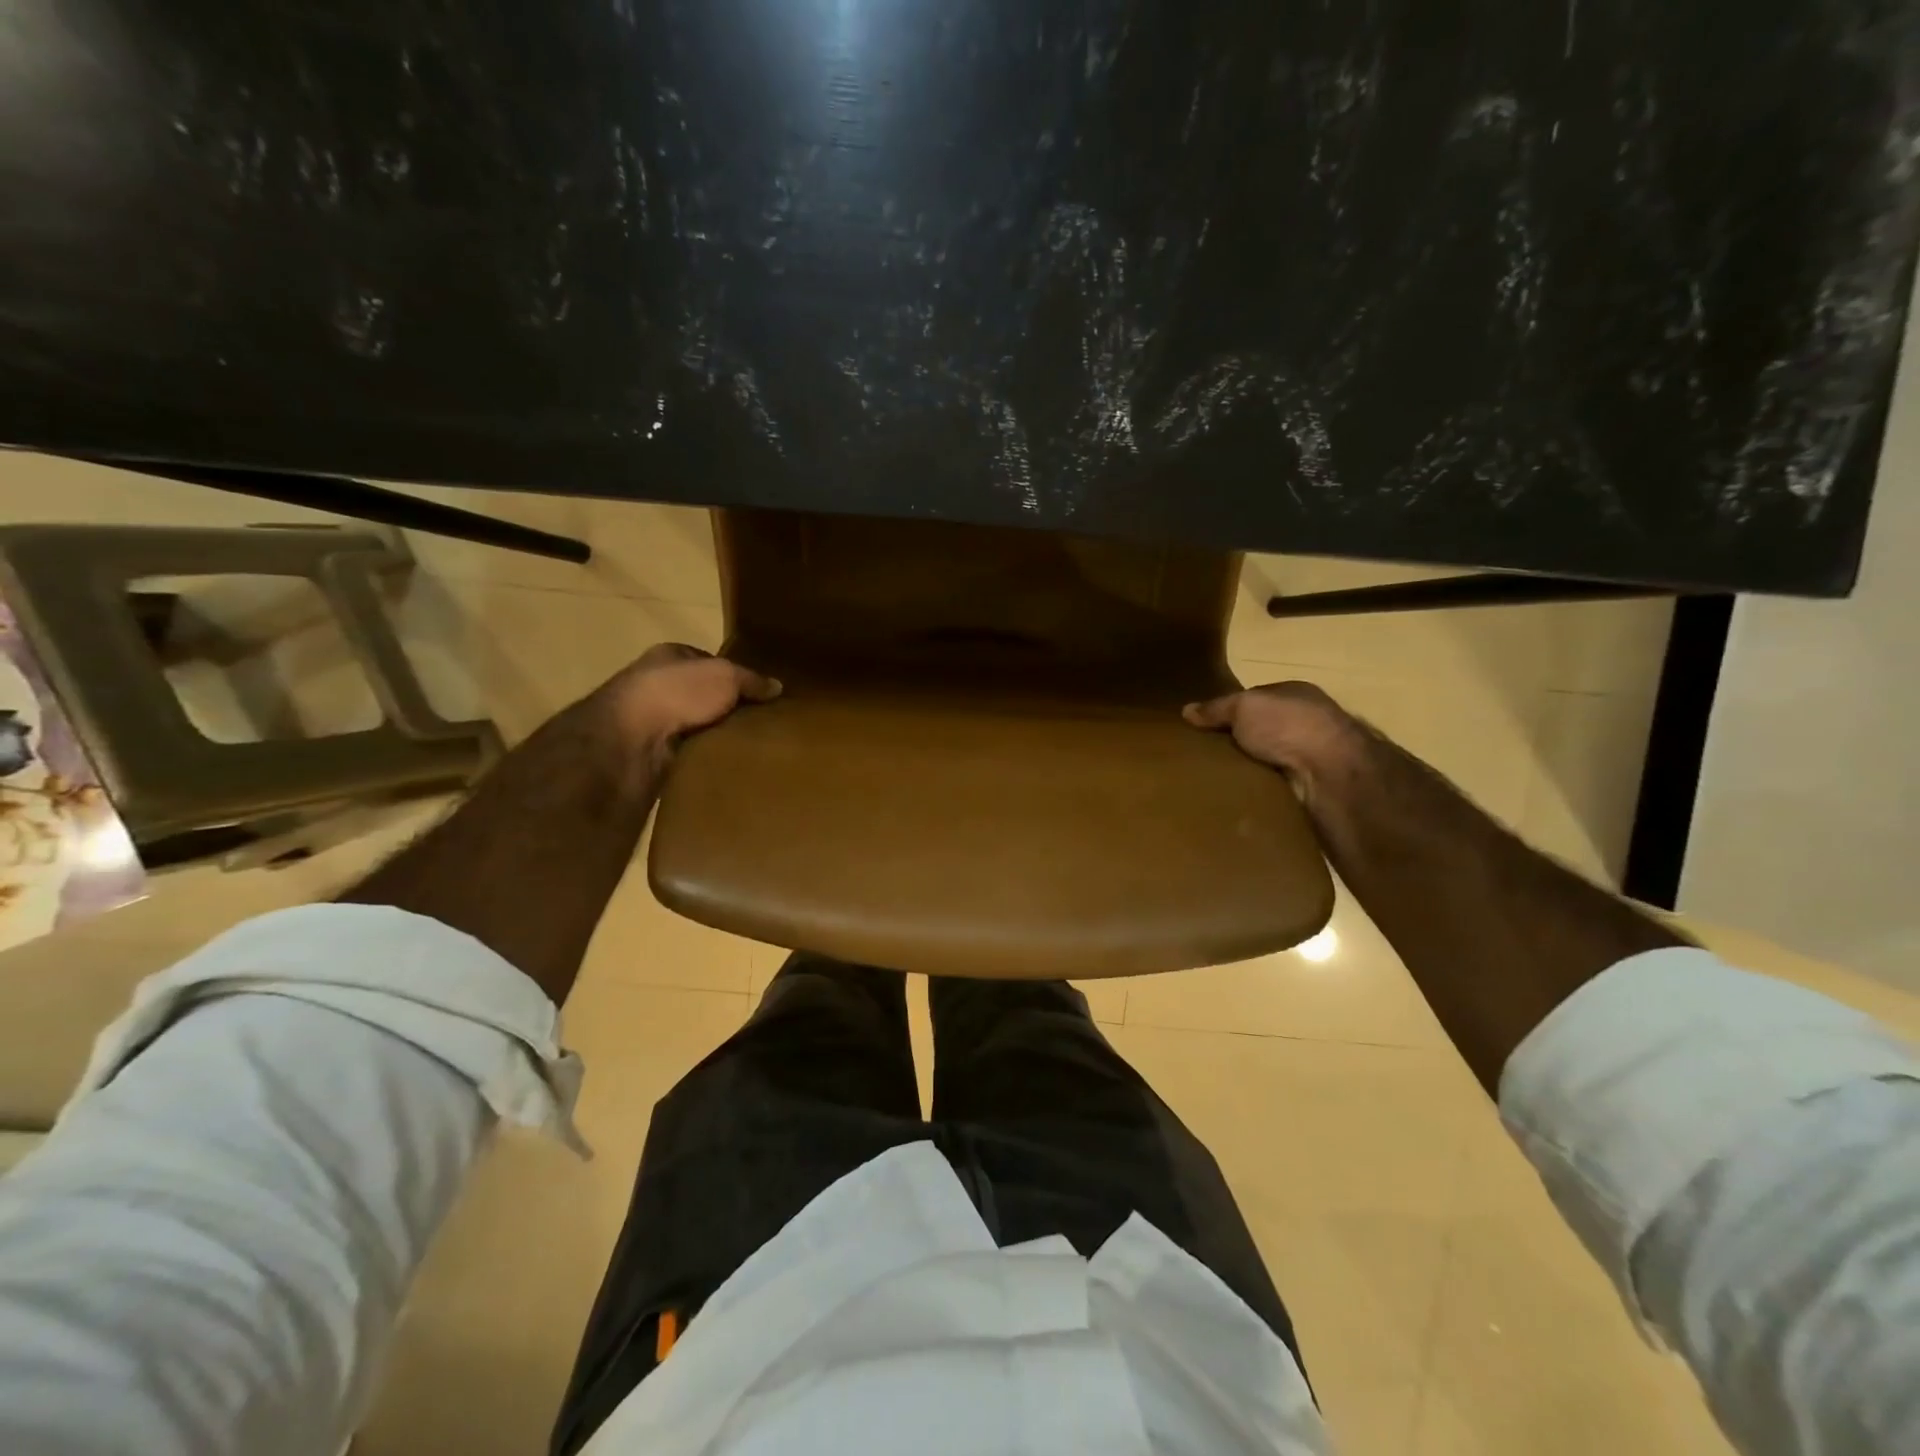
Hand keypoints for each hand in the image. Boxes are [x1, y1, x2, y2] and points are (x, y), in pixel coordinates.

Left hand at [593, 643, 780, 752]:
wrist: (633, 741)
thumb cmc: (677, 693)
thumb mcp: (725, 676)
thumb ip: (751, 681)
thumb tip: (777, 687)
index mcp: (669, 656)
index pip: (707, 661)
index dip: (733, 674)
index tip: (759, 693)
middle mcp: (657, 684)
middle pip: (702, 694)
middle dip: (727, 707)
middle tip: (760, 721)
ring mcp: (652, 720)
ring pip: (696, 724)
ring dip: (716, 734)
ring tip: (750, 744)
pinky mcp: (652, 752)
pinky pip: (689, 751)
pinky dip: (705, 755)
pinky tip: (727, 761)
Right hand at [1182, 681, 1363, 799]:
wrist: (1331, 772)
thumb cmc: (1288, 726)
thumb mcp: (1243, 707)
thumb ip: (1216, 709)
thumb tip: (1186, 710)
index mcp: (1296, 694)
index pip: (1257, 699)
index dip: (1232, 711)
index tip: (1206, 727)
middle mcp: (1308, 721)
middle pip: (1263, 730)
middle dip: (1239, 742)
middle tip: (1206, 755)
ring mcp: (1314, 754)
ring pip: (1270, 759)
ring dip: (1251, 768)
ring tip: (1216, 779)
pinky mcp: (1314, 785)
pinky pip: (1277, 785)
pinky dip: (1261, 789)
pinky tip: (1240, 795)